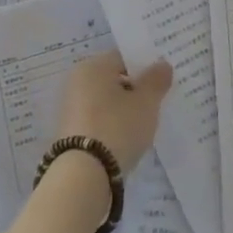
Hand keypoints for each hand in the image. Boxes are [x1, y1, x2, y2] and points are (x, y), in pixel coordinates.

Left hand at [55, 50, 172, 173]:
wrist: (83, 176)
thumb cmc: (117, 127)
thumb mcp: (146, 102)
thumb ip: (156, 80)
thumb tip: (162, 64)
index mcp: (92, 66)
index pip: (124, 57)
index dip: (146, 66)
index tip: (163, 80)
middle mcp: (77, 82)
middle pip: (114, 79)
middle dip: (135, 89)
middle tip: (158, 101)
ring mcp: (70, 108)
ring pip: (106, 101)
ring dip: (124, 108)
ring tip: (146, 123)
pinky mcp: (69, 133)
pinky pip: (98, 120)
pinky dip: (112, 125)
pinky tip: (127, 138)